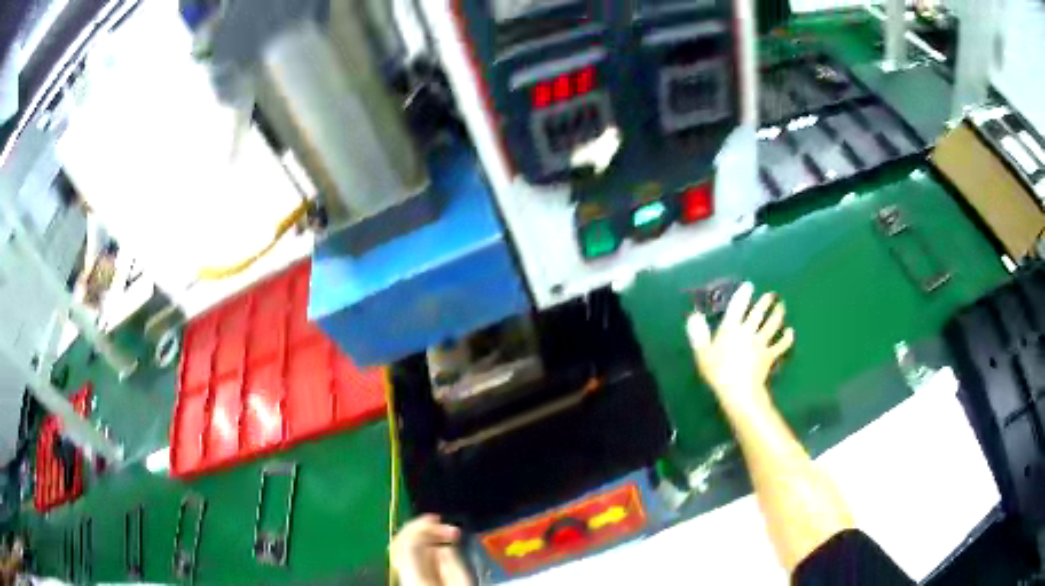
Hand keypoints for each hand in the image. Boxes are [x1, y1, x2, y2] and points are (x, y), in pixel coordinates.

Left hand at [391, 515, 472, 585]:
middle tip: (439, 520)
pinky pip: (407, 557)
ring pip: (401, 547)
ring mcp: (403, 576)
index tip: (442, 520)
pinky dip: (419, 546)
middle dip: (419, 527)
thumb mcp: (462, 584)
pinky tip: (435, 546)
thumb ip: (452, 562)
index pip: (408, 541)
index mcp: (414, 574)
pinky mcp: (408, 579)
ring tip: (440, 531)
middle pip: (399, 541)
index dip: (423, 525)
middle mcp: (402, 573)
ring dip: (419, 535)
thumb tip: (443, 543)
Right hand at [686, 282, 793, 417]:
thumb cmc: (718, 373)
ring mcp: (761, 343)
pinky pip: (781, 344)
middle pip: (759, 313)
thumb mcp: (702, 354)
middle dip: (765, 302)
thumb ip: (698, 334)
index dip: (743, 295)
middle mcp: (748, 332)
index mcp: (731, 329)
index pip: (737, 307)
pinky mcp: (770, 355)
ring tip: (781, 306)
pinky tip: (790, 332)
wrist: (739, 392)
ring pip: (772, 325)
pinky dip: (787, 338)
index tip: (749, 285)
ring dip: (778, 314)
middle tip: (771, 294)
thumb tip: (694, 316)